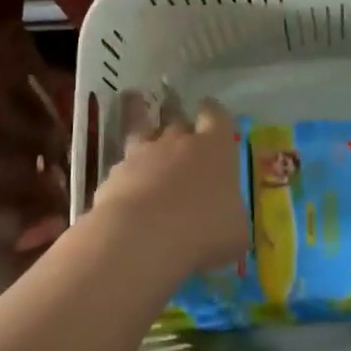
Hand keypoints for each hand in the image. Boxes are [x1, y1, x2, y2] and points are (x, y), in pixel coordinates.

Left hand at [89, 92, 248, 282]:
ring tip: (154, 166)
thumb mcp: (236, 231)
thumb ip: (233, 217)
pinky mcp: (114, 175)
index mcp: (215, 147)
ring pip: (145, 137)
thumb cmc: (204, 229)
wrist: (142, 237)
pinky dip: (129, 179)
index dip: (213, 113)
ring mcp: (142, 155)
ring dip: (151, 150)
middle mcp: (178, 141)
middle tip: (186, 150)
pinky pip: (124, 169)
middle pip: (179, 123)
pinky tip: (131, 197)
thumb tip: (229, 221)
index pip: (216, 115)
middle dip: (182, 133)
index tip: (211, 114)